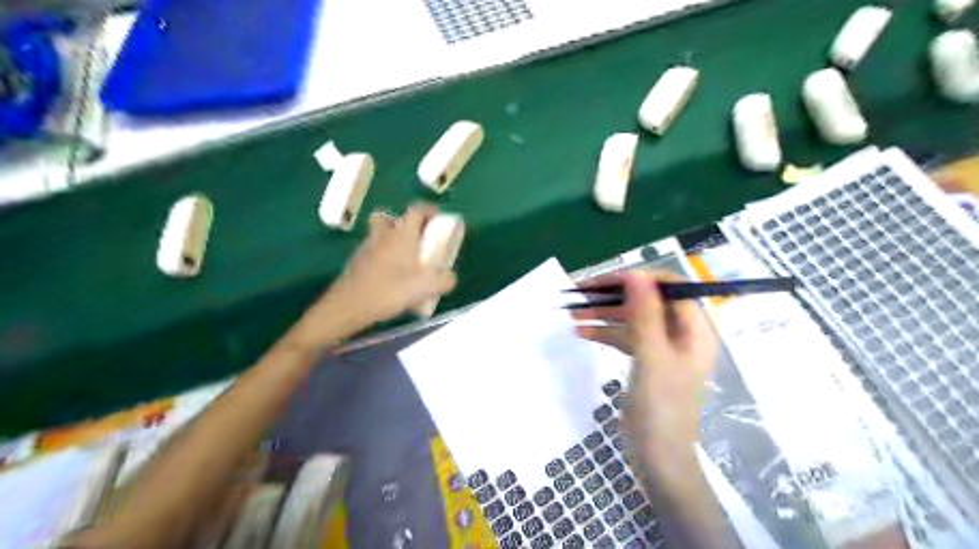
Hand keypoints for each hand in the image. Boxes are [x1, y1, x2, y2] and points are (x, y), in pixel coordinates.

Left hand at [293, 205, 456, 348]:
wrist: (349, 306)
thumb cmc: (389, 290)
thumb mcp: (425, 288)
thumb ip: (444, 282)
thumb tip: (451, 278)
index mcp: (402, 235)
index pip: (415, 211)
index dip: (428, 210)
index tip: (438, 217)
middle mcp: (383, 236)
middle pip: (388, 217)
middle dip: (401, 222)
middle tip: (414, 237)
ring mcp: (366, 248)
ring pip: (378, 234)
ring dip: (391, 240)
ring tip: (404, 260)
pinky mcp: (356, 262)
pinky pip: (372, 251)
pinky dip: (381, 256)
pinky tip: (390, 276)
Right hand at [575, 269, 716, 458]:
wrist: (658, 455)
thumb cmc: (661, 405)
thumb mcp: (651, 355)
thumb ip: (645, 313)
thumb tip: (636, 273)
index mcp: (694, 328)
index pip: (669, 287)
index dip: (638, 279)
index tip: (607, 280)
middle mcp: (681, 332)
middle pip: (647, 301)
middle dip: (613, 296)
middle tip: (580, 293)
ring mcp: (663, 347)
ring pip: (632, 318)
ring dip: (604, 314)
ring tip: (573, 313)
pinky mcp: (647, 360)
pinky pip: (626, 337)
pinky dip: (606, 333)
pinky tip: (582, 332)